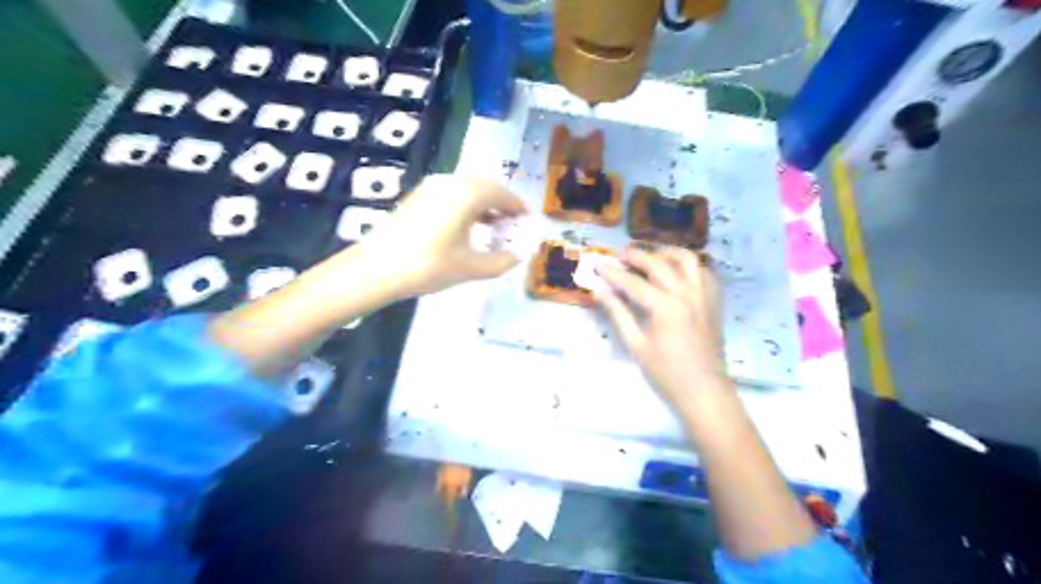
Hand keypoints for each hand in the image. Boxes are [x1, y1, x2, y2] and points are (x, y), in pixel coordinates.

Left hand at [354, 173, 528, 295]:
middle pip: (485, 186)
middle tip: (510, 224)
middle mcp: (450, 182)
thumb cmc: (428, 266)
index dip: (517, 206)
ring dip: (483, 203)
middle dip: (501, 203)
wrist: (377, 268)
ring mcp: (431, 187)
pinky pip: (451, 193)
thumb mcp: (470, 268)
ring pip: (467, 188)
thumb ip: (500, 262)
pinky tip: (466, 226)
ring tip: (492, 227)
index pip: (501, 193)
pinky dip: (465, 205)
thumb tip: (517, 257)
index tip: (527, 219)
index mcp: (467, 194)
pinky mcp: (418, 196)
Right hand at [598, 247, 724, 406]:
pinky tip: (676, 272)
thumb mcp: (636, 345)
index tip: (598, 264)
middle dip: (637, 256)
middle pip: (658, 263)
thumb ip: (618, 314)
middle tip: (620, 256)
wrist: (704, 391)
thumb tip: (600, 292)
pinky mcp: (713, 301)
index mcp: (664, 306)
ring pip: (686, 259)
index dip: (612, 272)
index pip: (632, 282)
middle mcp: (685, 293)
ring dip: (666, 253)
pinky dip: (688, 265)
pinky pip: (703, 272)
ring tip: (651, 256)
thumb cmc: (665, 373)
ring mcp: (703, 295)